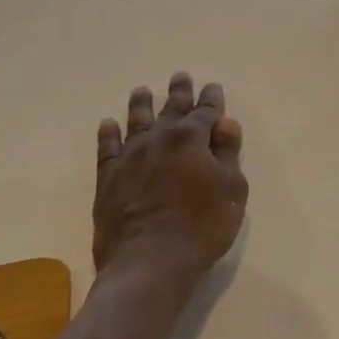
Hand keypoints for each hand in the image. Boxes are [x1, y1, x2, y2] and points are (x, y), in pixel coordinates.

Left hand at [93, 73, 247, 277]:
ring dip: (140, 104)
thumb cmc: (202, 226)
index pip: (206, 112)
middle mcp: (158, 139)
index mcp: (192, 139)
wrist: (149, 261)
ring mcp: (129, 158)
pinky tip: (108, 124)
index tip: (213, 87)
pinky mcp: (107, 179)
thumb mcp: (232, 189)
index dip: (212, 100)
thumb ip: (228, 154)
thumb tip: (225, 123)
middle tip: (180, 76)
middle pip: (170, 110)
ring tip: (141, 90)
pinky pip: (107, 148)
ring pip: (135, 121)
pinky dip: (108, 134)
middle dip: (179, 93)